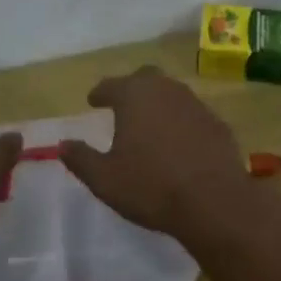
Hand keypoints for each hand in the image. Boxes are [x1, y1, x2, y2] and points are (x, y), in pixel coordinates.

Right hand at [59, 66, 256, 235]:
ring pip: (171, 92)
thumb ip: (81, 159)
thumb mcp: (105, 179)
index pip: (111, 85)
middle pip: (145, 78)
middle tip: (122, 104)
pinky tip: (179, 141)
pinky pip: (192, 113)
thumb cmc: (151, 187)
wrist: (214, 202)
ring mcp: (195, 103)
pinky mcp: (217, 122)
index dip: (100, 93)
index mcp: (134, 96)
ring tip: (149, 123)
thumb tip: (63, 145)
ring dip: (158, 102)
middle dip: (131, 87)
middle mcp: (165, 89)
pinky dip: (181, 120)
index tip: (93, 100)